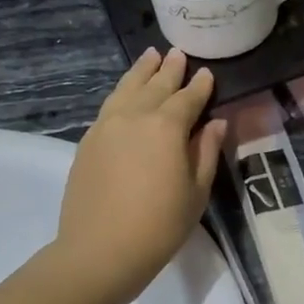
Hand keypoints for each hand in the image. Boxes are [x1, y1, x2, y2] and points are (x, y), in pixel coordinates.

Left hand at [56, 48, 226, 303]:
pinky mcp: (88, 141)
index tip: (207, 73)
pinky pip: (109, 106)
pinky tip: (126, 93)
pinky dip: (122, 93)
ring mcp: (106, 126)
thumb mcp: (196, 191)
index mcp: (167, 126)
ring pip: (126, 89)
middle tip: (178, 54)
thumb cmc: (160, 225)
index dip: (199, 86)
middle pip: (155, 86)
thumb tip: (215, 123)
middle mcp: (135, 116)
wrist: (101, 250)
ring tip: (150, 57)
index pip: (188, 98)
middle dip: (169, 70)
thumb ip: (205, 152)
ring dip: (141, 72)